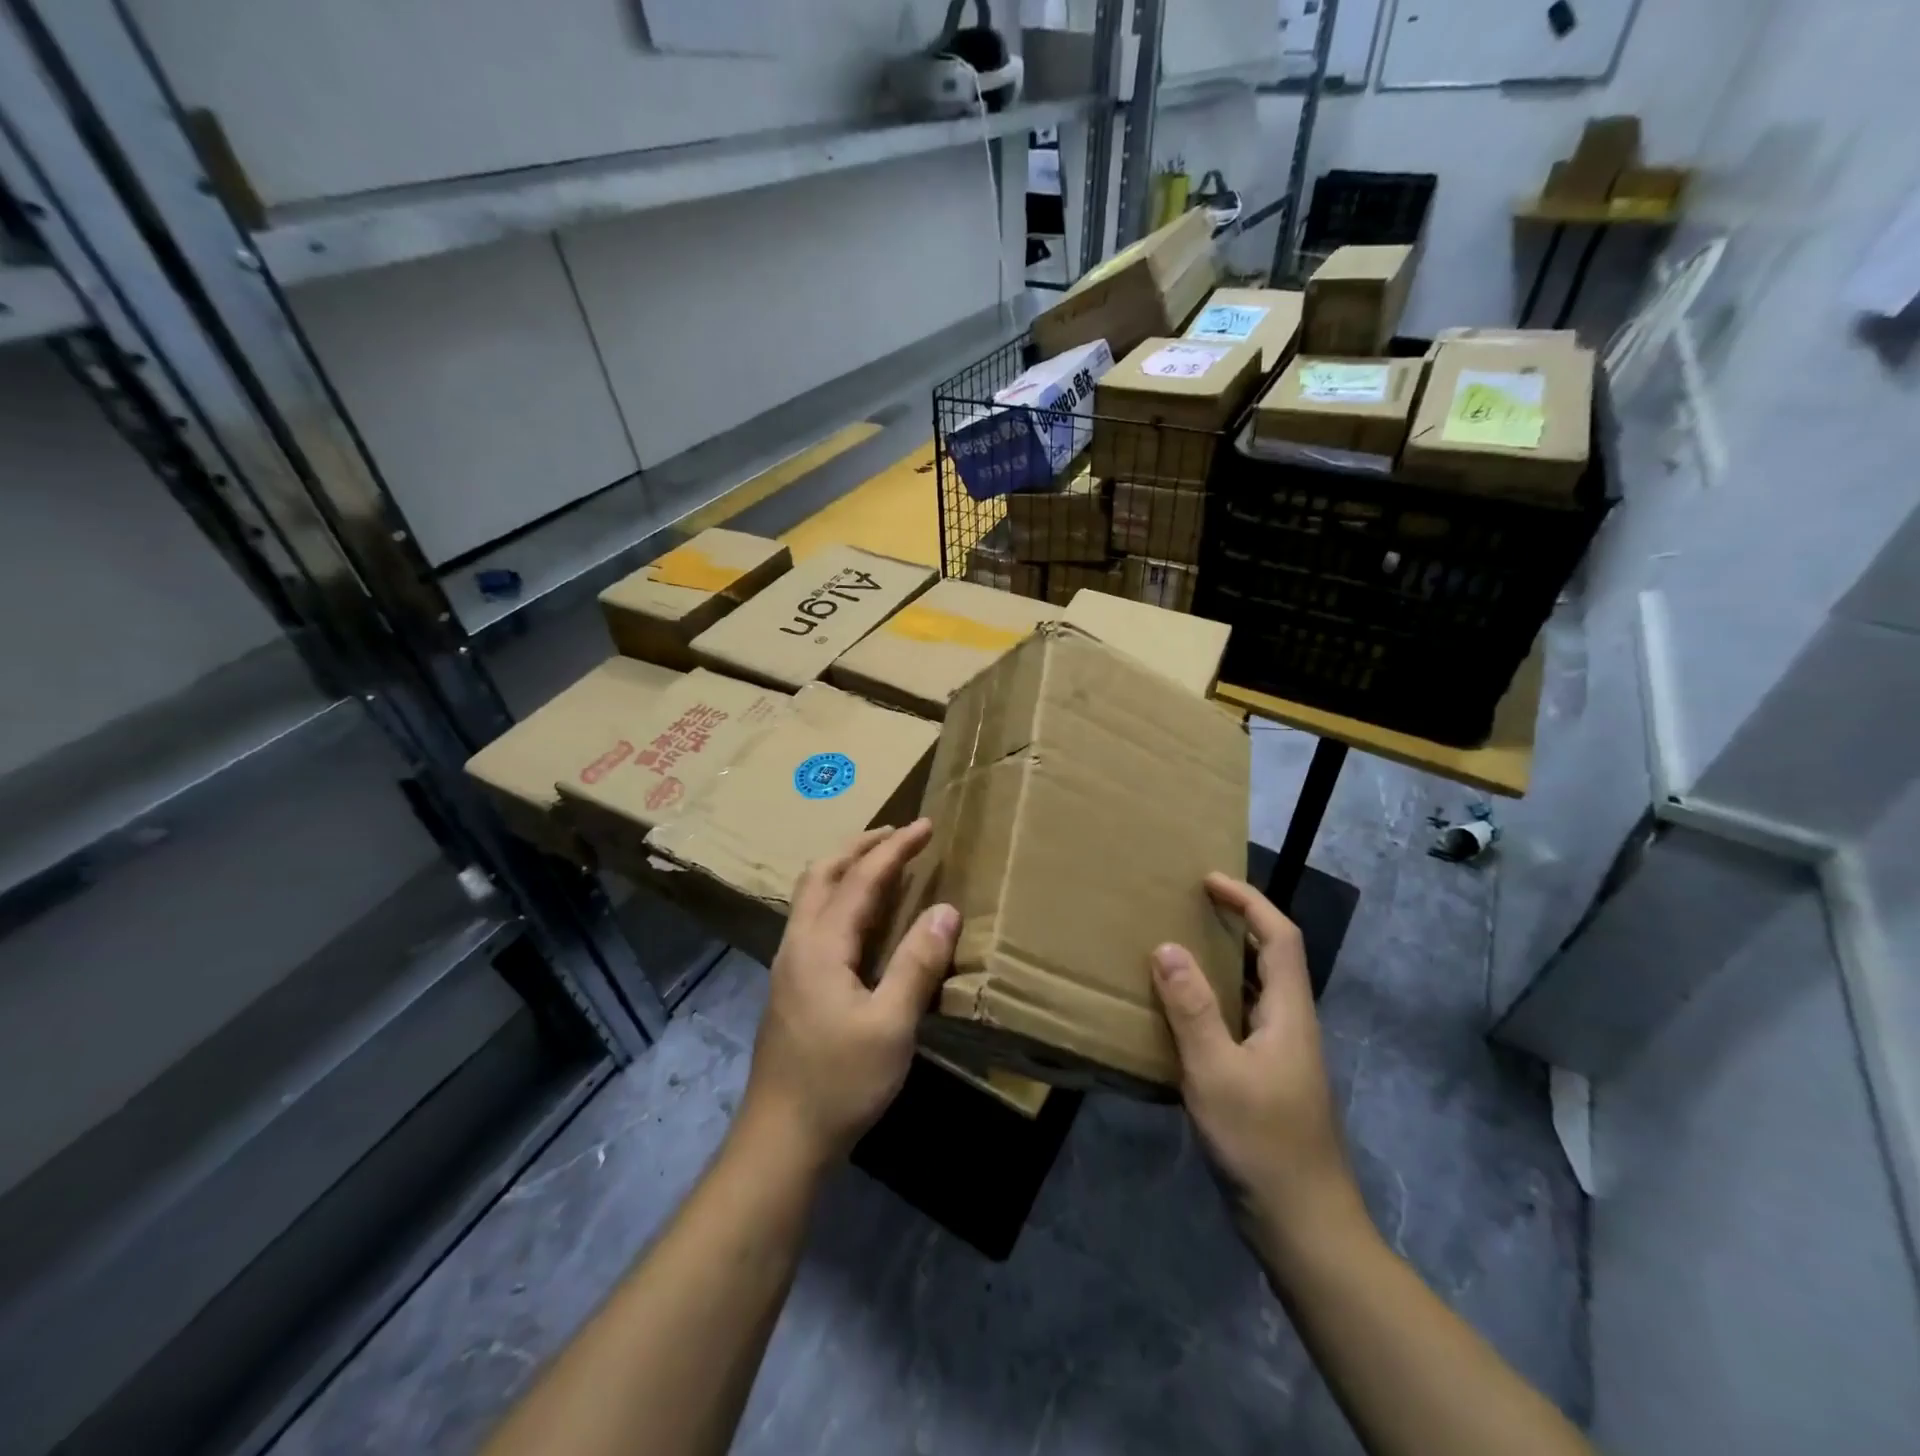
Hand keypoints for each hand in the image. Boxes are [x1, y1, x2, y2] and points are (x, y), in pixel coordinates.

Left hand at [739, 820, 958, 1168]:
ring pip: (812, 894)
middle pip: (822, 873)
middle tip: (899, 834)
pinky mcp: (791, 985)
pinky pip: (814, 918)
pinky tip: (860, 916)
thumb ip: (917, 964)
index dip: (896, 849)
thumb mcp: (891, 1025)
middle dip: (860, 846)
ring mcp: (789, 964)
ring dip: (846, 868)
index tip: (927, 826)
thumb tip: (945, 909)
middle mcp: (797, 943)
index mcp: (820, 945)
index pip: (861, 878)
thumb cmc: (840, 1082)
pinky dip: (840, 896)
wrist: (781, 1139)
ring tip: (881, 862)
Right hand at [1152, 873, 1362, 1263]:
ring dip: (1224, 962)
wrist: (1305, 1228)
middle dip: (1237, 923)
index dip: (1249, 901)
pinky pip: (1241, 1020)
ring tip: (1178, 948)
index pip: (1280, 937)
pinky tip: (1181, 1014)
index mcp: (1289, 1013)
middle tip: (1188, 908)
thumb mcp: (1216, 1072)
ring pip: (1255, 991)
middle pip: (1272, 957)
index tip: (1209, 881)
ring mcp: (1282, 1056)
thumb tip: (1167, 947)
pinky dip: (1214, 1001)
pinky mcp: (1268, 1080)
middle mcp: (1291, 1025)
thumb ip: (1191, 1009)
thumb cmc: (1262, 1144)